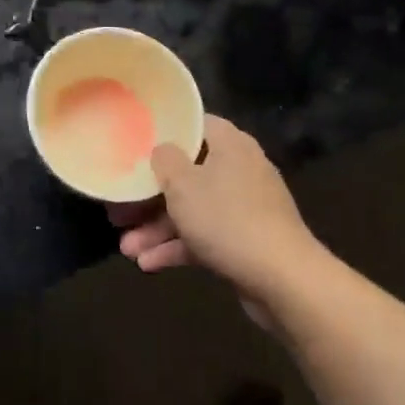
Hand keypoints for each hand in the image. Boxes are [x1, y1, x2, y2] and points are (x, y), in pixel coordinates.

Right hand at [117, 115, 326, 311]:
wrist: (283, 279)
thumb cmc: (227, 219)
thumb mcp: (183, 185)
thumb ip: (165, 160)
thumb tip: (162, 150)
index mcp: (230, 144)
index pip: (194, 124)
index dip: (163, 132)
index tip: (135, 143)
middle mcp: (239, 169)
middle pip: (187, 173)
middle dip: (151, 196)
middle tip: (120, 211)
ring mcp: (244, 207)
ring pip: (193, 209)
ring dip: (158, 228)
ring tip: (127, 249)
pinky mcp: (245, 240)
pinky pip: (205, 236)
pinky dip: (179, 247)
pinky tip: (149, 264)